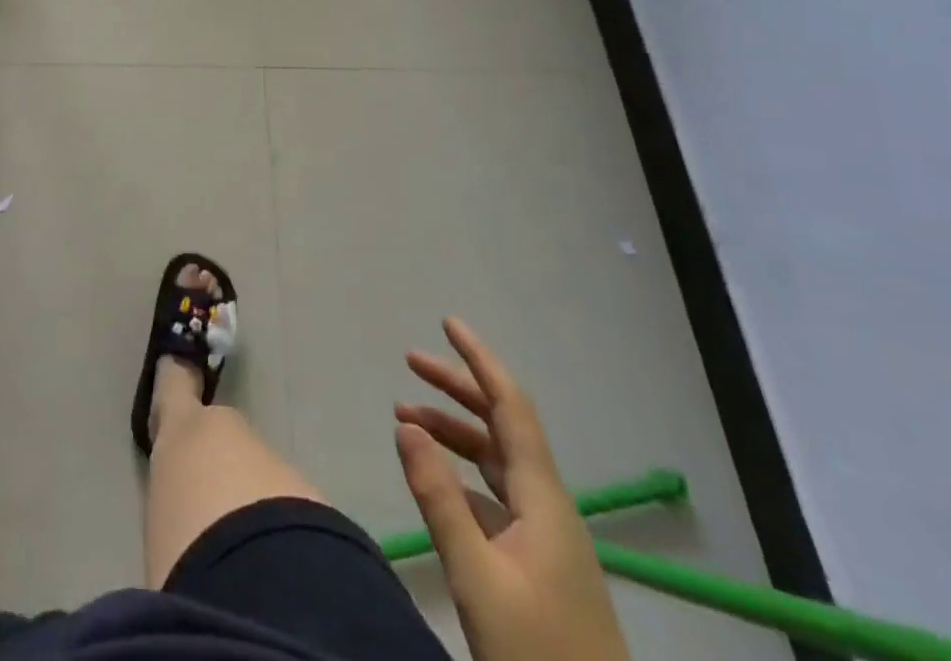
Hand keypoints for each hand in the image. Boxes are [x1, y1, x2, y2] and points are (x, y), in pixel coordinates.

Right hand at [394, 319, 629, 660]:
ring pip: (495, 461)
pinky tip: (433, 480)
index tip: (448, 323)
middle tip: (409, 362)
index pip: (510, 406)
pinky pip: (494, 496)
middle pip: (500, 426)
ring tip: (403, 419)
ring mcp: (545, 537)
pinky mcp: (538, 565)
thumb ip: (440, 500)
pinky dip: (460, 475)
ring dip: (453, 433)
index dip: (480, 360)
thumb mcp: (478, 579)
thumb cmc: (539, 657)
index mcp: (542, 498)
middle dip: (456, 388)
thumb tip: (406, 426)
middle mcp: (547, 505)